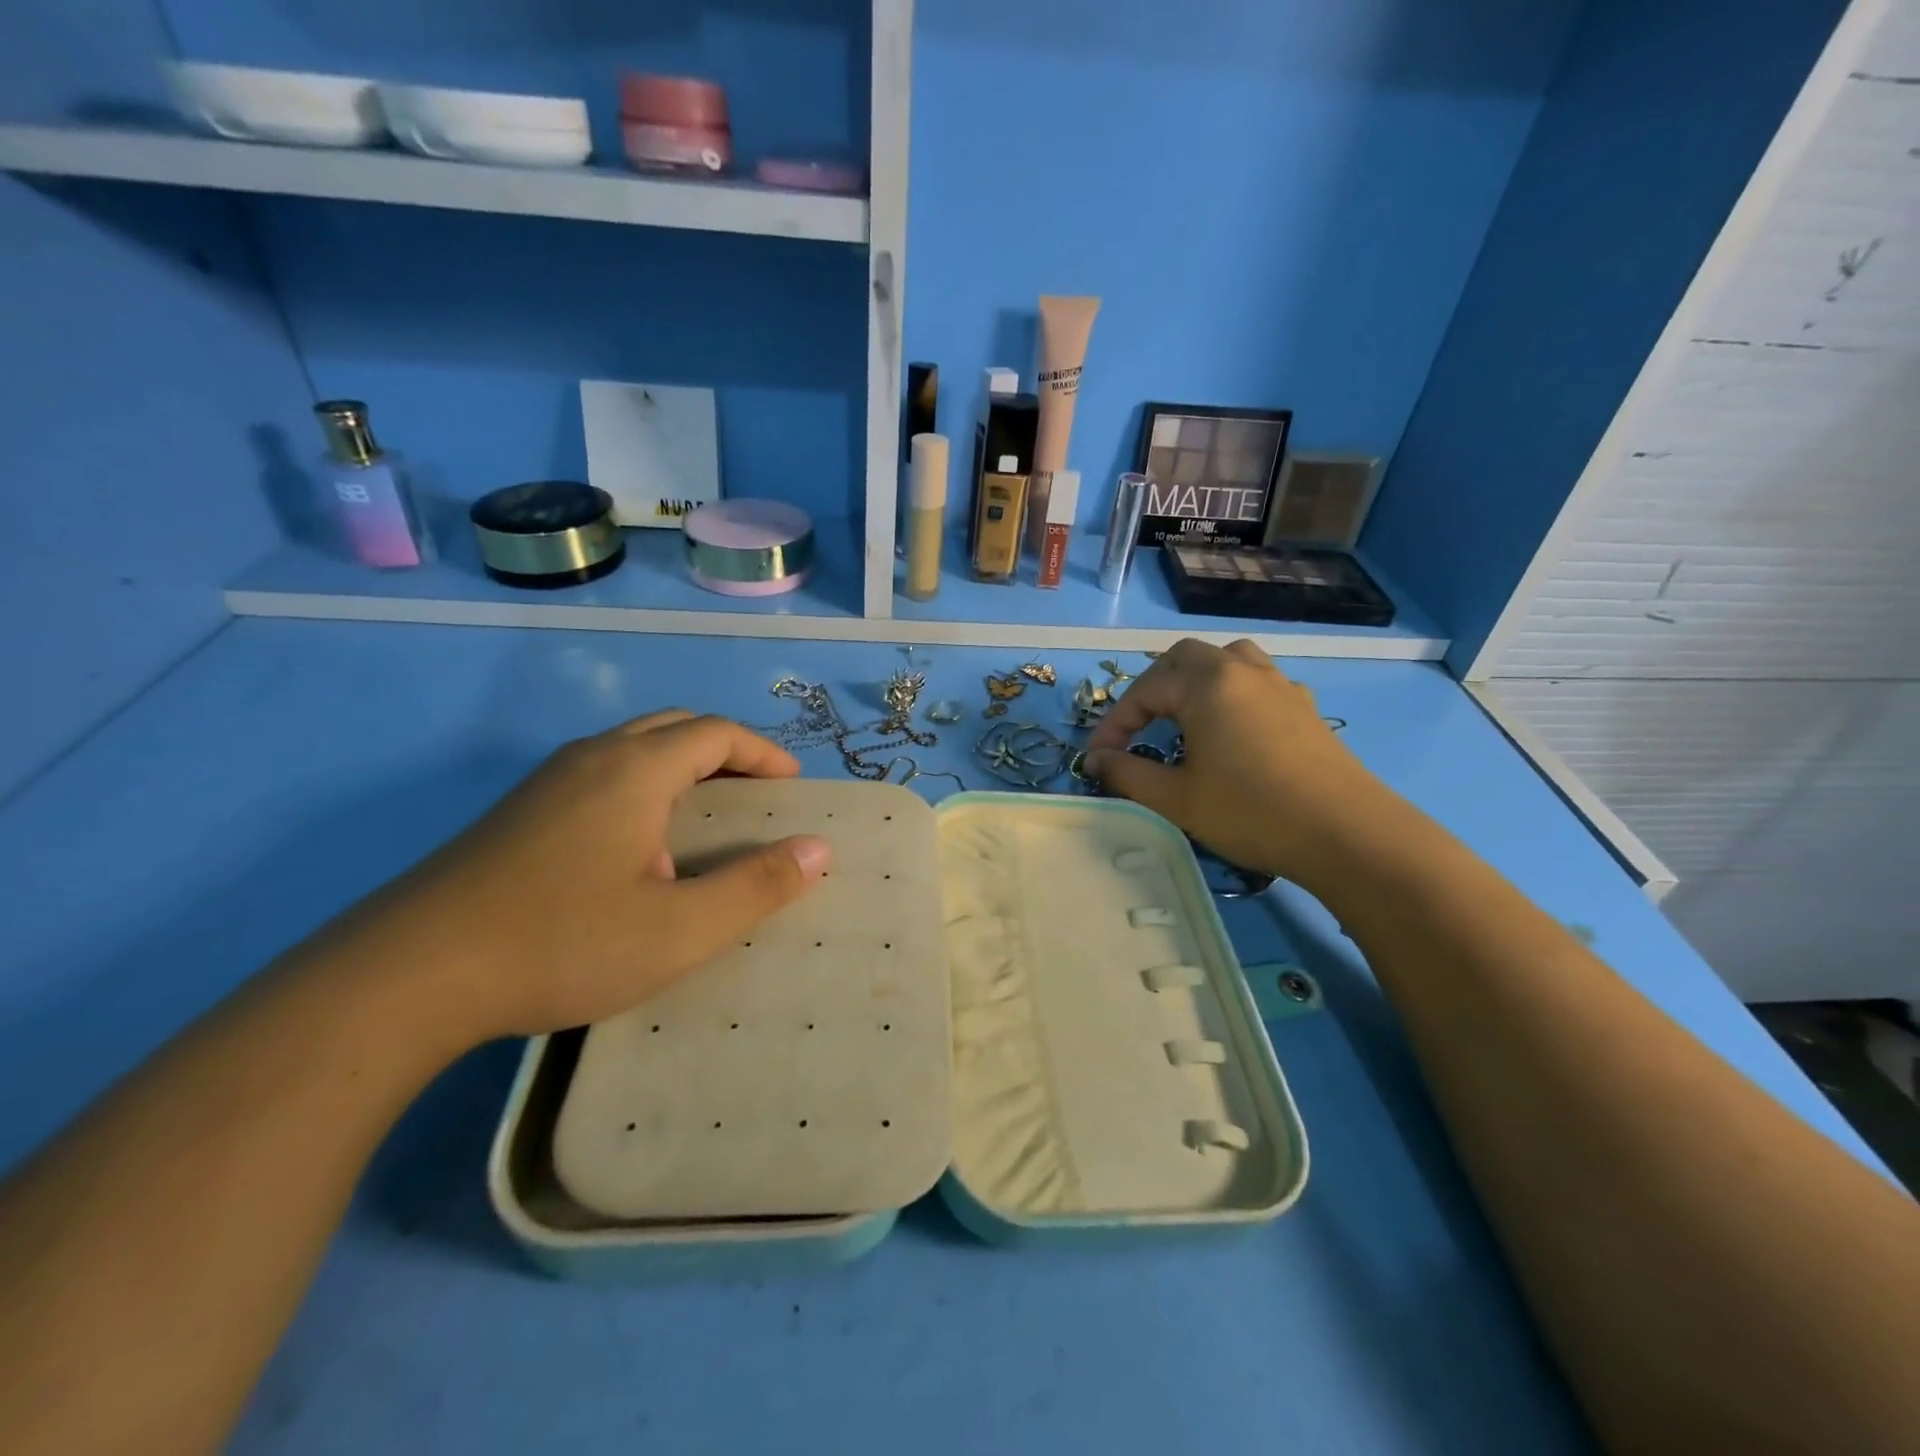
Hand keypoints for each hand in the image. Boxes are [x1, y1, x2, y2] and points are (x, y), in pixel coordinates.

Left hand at [322, 711, 831, 1043]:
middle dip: (726, 751)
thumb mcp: (679, 928)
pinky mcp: (515, 814)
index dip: (763, 752)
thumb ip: (756, 886)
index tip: (792, 786)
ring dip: (681, 765)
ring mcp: (545, 784)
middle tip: (756, 794)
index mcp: (635, 770)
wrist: (405, 978)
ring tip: (706, 815)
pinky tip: (637, 845)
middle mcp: (591, 759)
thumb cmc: (561, 943)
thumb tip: (819, 850)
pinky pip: (600, 774)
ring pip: (631, 748)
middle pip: (674, 728)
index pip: (716, 733)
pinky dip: (643, 785)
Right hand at [1083, 639, 1390, 889]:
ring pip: (1228, 659)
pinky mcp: (1305, 706)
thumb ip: (1127, 774)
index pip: (1144, 690)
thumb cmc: (1251, 811)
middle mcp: (1242, 671)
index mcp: (1206, 684)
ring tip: (1185, 715)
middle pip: (1184, 658)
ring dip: (1196, 679)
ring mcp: (1279, 685)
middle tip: (1138, 728)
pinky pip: (1259, 681)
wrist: (1346, 833)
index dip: (1114, 722)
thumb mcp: (1176, 799)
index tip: (1096, 757)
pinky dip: (1233, 693)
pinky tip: (1234, 730)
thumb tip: (1095, 760)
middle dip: (1153, 688)